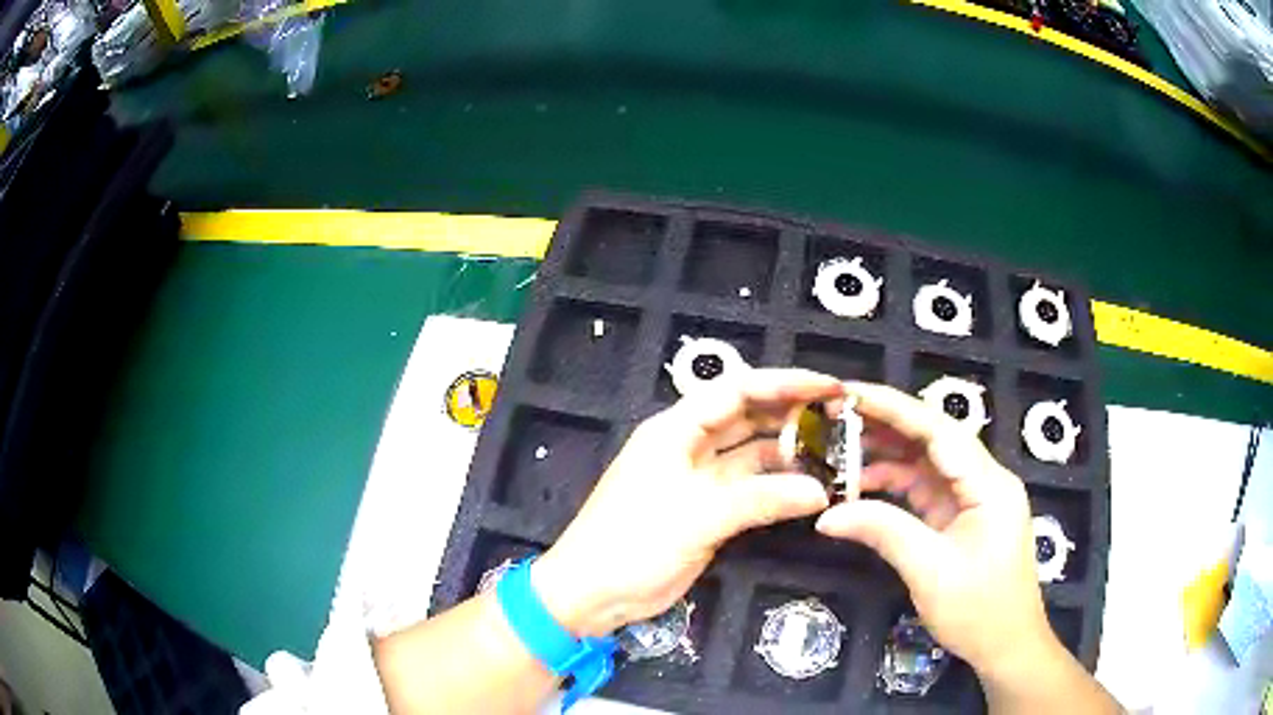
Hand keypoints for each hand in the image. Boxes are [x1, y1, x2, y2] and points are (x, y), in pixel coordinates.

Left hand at [532, 368, 844, 637]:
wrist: (594, 593)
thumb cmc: (633, 543)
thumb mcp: (696, 516)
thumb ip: (760, 500)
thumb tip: (820, 491)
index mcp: (676, 429)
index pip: (738, 390)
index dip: (785, 383)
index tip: (830, 386)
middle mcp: (690, 445)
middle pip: (749, 417)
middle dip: (793, 413)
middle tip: (843, 417)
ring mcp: (700, 479)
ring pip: (752, 454)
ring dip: (790, 452)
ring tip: (837, 453)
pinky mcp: (709, 511)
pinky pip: (751, 489)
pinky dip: (778, 487)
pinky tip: (811, 489)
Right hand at [815, 382, 1060, 680]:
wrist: (1006, 646)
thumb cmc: (979, 610)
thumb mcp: (929, 572)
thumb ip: (883, 532)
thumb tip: (827, 516)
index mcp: (988, 484)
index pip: (939, 431)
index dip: (895, 408)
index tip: (852, 394)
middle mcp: (984, 481)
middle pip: (933, 441)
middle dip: (887, 426)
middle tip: (837, 417)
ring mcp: (973, 499)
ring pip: (926, 465)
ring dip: (887, 458)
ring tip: (840, 451)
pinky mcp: (961, 518)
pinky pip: (925, 492)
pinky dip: (894, 488)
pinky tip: (862, 489)